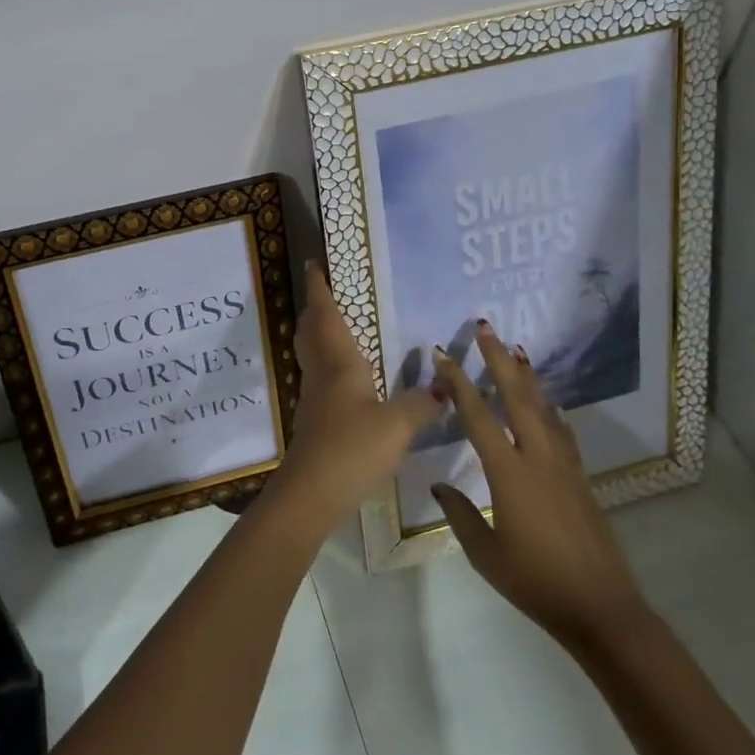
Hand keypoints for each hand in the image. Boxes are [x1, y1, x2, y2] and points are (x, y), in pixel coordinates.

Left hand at [276, 262, 442, 522]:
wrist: (312, 492)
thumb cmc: (352, 447)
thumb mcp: (397, 426)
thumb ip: (421, 404)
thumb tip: (443, 388)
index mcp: (338, 362)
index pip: (325, 314)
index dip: (319, 287)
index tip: (314, 262)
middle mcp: (322, 372)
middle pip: (311, 329)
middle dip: (315, 306)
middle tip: (327, 290)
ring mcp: (315, 396)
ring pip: (312, 352)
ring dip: (319, 332)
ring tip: (339, 324)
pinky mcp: (315, 419)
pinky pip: (320, 375)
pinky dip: (329, 361)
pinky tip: (348, 375)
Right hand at [431, 324, 649, 647]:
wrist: (601, 609)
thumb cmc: (535, 582)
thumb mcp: (485, 552)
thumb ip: (459, 513)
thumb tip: (438, 484)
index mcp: (508, 473)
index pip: (477, 416)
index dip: (458, 383)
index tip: (443, 355)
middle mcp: (537, 458)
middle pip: (516, 397)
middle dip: (499, 360)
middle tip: (485, 328)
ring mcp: (564, 466)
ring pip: (543, 408)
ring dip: (527, 376)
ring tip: (516, 350)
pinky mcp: (580, 478)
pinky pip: (561, 430)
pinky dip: (550, 408)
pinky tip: (547, 401)